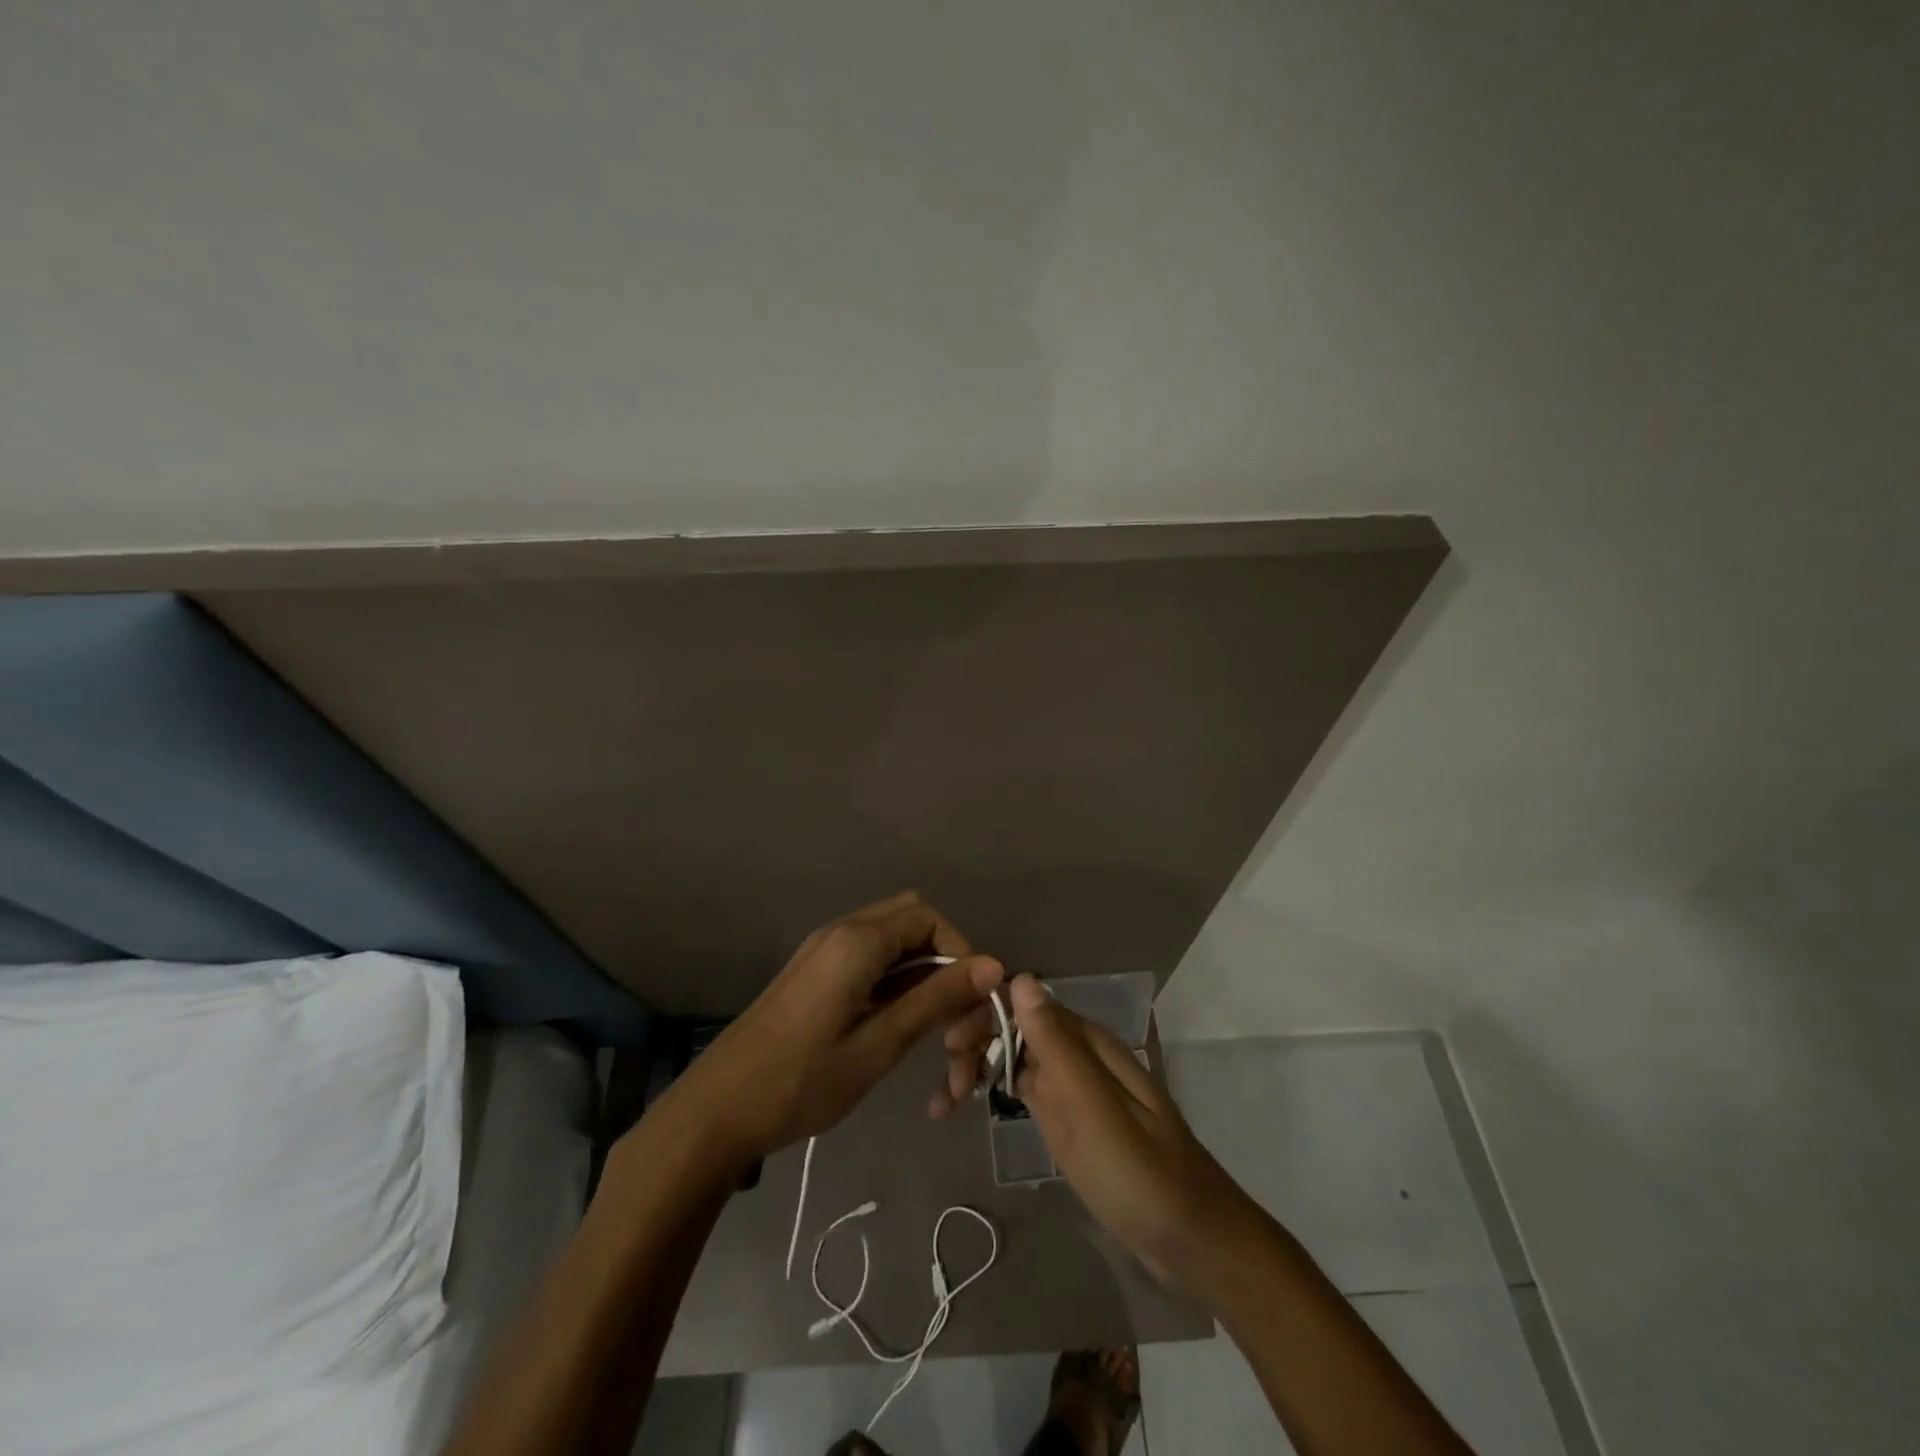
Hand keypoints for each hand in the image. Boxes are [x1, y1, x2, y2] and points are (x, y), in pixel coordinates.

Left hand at [655, 892, 1003, 1164]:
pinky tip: (903, 1038)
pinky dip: (899, 993)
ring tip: (938, 1050)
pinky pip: (872, 967)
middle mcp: (843, 933)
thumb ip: (936, 999)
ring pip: (896, 951)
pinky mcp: (818, 978)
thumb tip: (993, 965)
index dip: (961, 955)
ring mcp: (827, 954)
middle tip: (956, 1026)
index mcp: (857, 941)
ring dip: (926, 988)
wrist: (716, 1112)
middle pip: (916, 926)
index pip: (931, 919)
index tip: (970, 1007)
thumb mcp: (879, 1044)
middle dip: (947, 970)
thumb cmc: (800, 1081)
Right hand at [934, 973, 1261, 1291]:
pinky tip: (963, 1108)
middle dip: (976, 1043)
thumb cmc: (1142, 1176)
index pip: (1025, 1002)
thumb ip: (1058, 1046)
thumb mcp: (1095, 1111)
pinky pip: (1023, 1089)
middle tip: (948, 1085)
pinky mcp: (1068, 1118)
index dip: (984, 1013)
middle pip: (1015, 1027)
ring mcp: (1072, 1086)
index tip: (951, 1044)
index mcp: (1089, 1042)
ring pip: (1014, 1057)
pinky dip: (992, 1092)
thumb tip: (1021, 979)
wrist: (1192, 1244)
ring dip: (976, 1067)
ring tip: (943, 1103)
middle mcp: (1078, 1054)